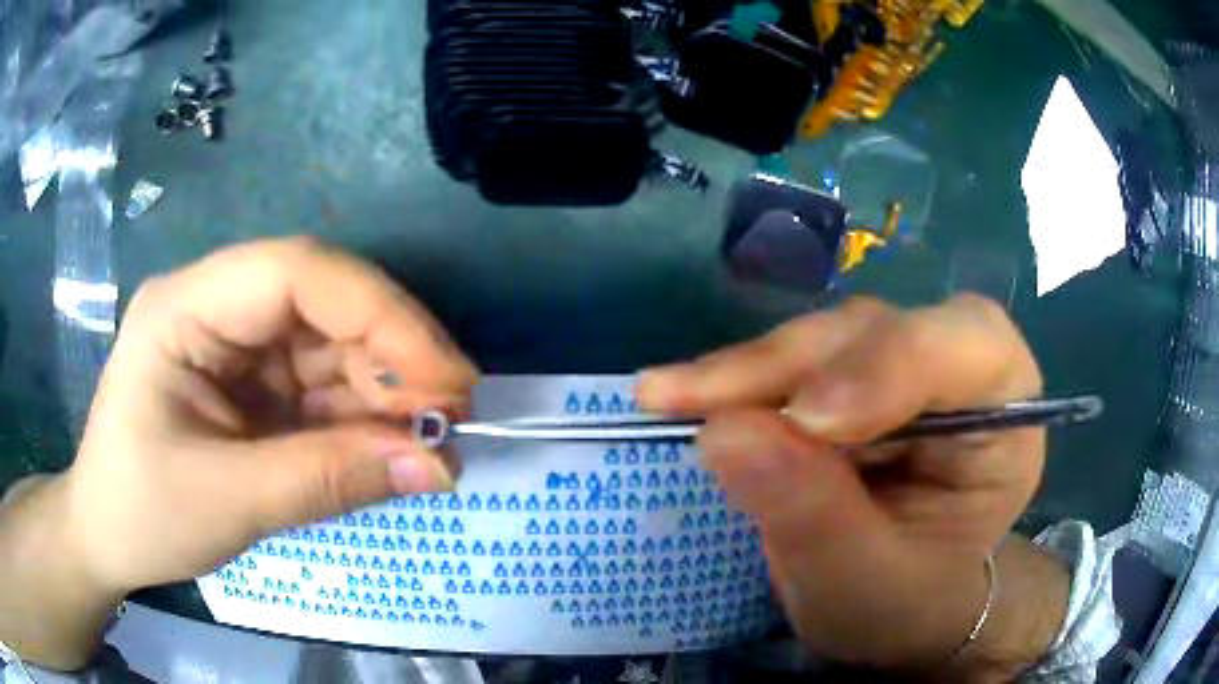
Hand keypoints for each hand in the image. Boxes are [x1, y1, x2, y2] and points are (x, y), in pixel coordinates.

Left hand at [71, 237, 477, 589]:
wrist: (107, 537)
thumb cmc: (142, 513)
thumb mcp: (228, 502)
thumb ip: (328, 480)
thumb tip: (438, 466)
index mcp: (186, 307)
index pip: (296, 273)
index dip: (381, 314)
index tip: (447, 379)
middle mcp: (215, 306)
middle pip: (323, 305)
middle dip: (393, 358)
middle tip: (454, 420)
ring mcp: (235, 343)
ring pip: (330, 346)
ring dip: (385, 394)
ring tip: (433, 446)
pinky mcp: (251, 381)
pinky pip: (320, 386)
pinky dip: (362, 419)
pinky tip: (391, 449)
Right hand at [638, 296, 1067, 679]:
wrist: (894, 608)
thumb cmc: (903, 602)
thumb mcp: (864, 583)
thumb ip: (814, 515)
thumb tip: (726, 431)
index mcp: (1005, 416)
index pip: (970, 345)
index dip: (889, 363)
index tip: (807, 420)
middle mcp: (959, 371)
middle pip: (882, 330)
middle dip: (794, 365)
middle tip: (699, 402)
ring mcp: (900, 367)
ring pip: (827, 336)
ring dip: (751, 370)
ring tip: (674, 399)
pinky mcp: (850, 376)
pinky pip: (793, 359)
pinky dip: (737, 379)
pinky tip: (686, 396)